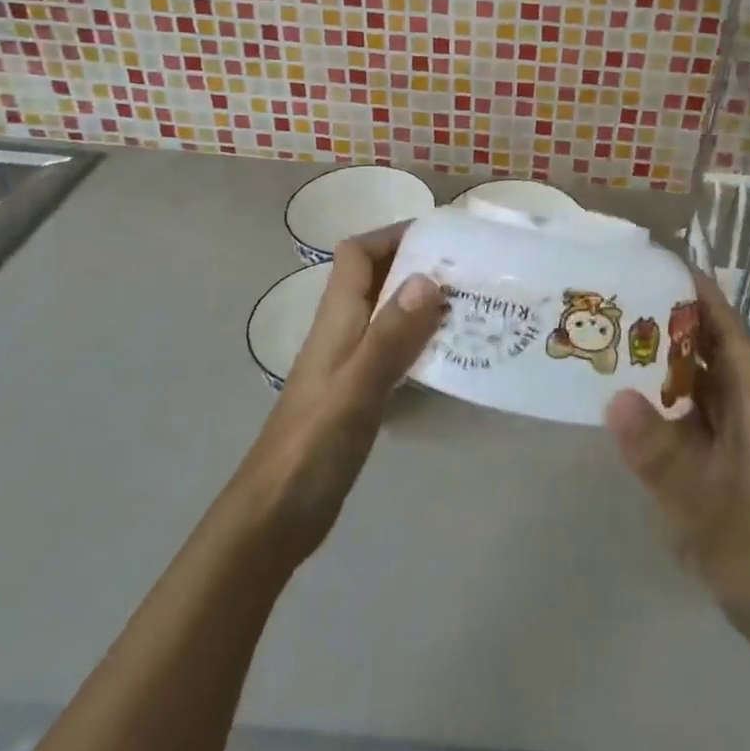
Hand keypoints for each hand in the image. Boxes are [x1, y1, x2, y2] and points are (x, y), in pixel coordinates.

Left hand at [226, 225, 445, 572]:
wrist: (276, 514)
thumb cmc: (313, 444)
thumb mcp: (357, 385)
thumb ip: (390, 334)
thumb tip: (428, 278)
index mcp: (336, 319)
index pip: (358, 254)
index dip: (393, 236)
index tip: (441, 237)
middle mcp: (343, 331)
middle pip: (377, 280)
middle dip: (420, 267)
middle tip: (471, 273)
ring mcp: (350, 363)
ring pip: (390, 315)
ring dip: (426, 306)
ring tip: (474, 309)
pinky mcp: (360, 393)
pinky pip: (396, 352)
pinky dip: (423, 344)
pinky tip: (453, 358)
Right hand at [604, 272, 749, 669]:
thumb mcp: (705, 509)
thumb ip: (661, 456)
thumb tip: (614, 395)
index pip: (734, 341)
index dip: (711, 301)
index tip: (676, 267)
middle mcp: (749, 421)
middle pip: (715, 359)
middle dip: (679, 325)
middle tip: (629, 298)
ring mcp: (739, 449)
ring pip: (703, 391)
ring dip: (670, 365)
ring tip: (621, 340)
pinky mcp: (726, 474)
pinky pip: (694, 423)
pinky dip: (667, 406)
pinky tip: (634, 408)